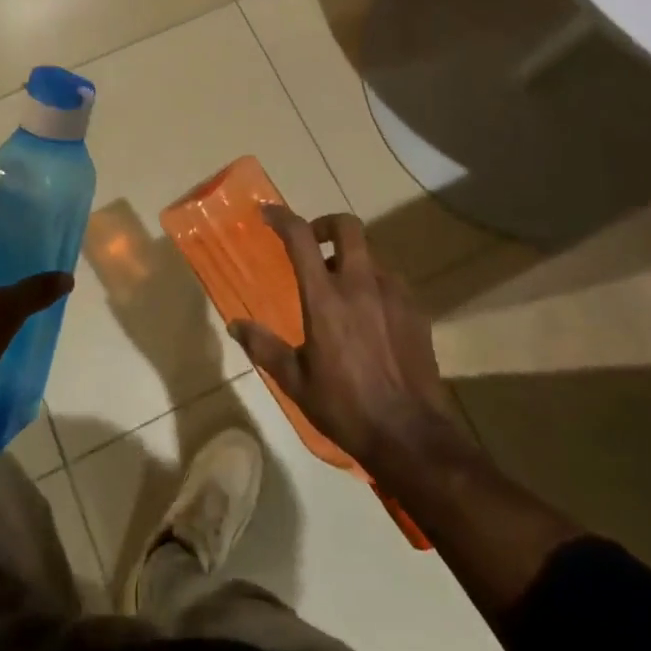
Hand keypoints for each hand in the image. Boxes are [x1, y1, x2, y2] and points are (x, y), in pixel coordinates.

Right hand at [230, 207, 470, 480]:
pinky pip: (390, 279)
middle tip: (313, 245)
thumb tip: (234, 325)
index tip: (268, 213)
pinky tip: (369, 313)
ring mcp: (392, 294)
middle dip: (325, 225)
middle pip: (346, 226)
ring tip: (341, 287)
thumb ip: (264, 346)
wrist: (411, 437)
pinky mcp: (415, 309)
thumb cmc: (345, 407)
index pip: (301, 238)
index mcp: (325, 298)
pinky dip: (373, 283)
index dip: (282, 217)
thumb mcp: (295, 381)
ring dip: (351, 258)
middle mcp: (360, 284)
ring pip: (370, 253)